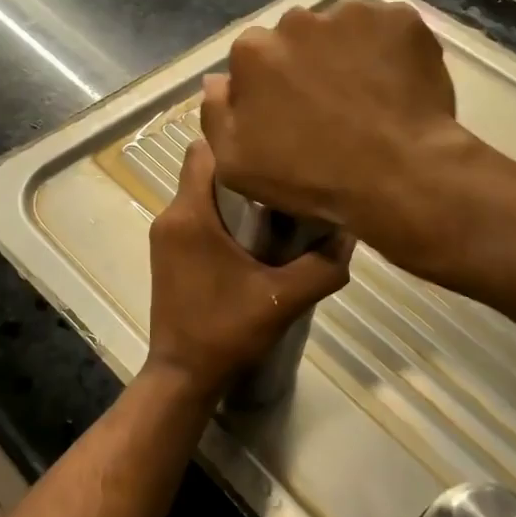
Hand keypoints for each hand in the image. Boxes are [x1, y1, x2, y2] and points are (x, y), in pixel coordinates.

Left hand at [146, 140, 353, 401]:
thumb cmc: (226, 331)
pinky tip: (252, 235)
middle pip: (204, 169)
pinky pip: (195, 215)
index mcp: (190, 215)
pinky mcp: (167, 253)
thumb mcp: (283, 300)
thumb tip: (351, 234)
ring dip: (232, 194)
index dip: (236, 141)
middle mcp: (170, 216)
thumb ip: (323, 267)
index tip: (272, 145)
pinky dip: (220, 215)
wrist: (183, 375)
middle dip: (241, 167)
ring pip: (200, 193)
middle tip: (283, 172)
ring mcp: (165, 236)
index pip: (204, 151)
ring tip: (274, 202)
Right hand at [200, 0, 469, 265]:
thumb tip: (216, 80)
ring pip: (342, 28)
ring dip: (348, 52)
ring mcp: (351, 14)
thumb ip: (215, 114)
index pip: (254, 57)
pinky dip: (390, 49)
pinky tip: (397, 84)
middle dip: (308, 62)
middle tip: (331, 103)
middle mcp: (297, 20)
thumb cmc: (310, 177)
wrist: (397, 176)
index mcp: (253, 51)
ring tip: (368, 94)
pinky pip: (387, 28)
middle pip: (297, 37)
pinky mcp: (399, 18)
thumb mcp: (236, 165)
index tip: (290, 113)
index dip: (271, 86)